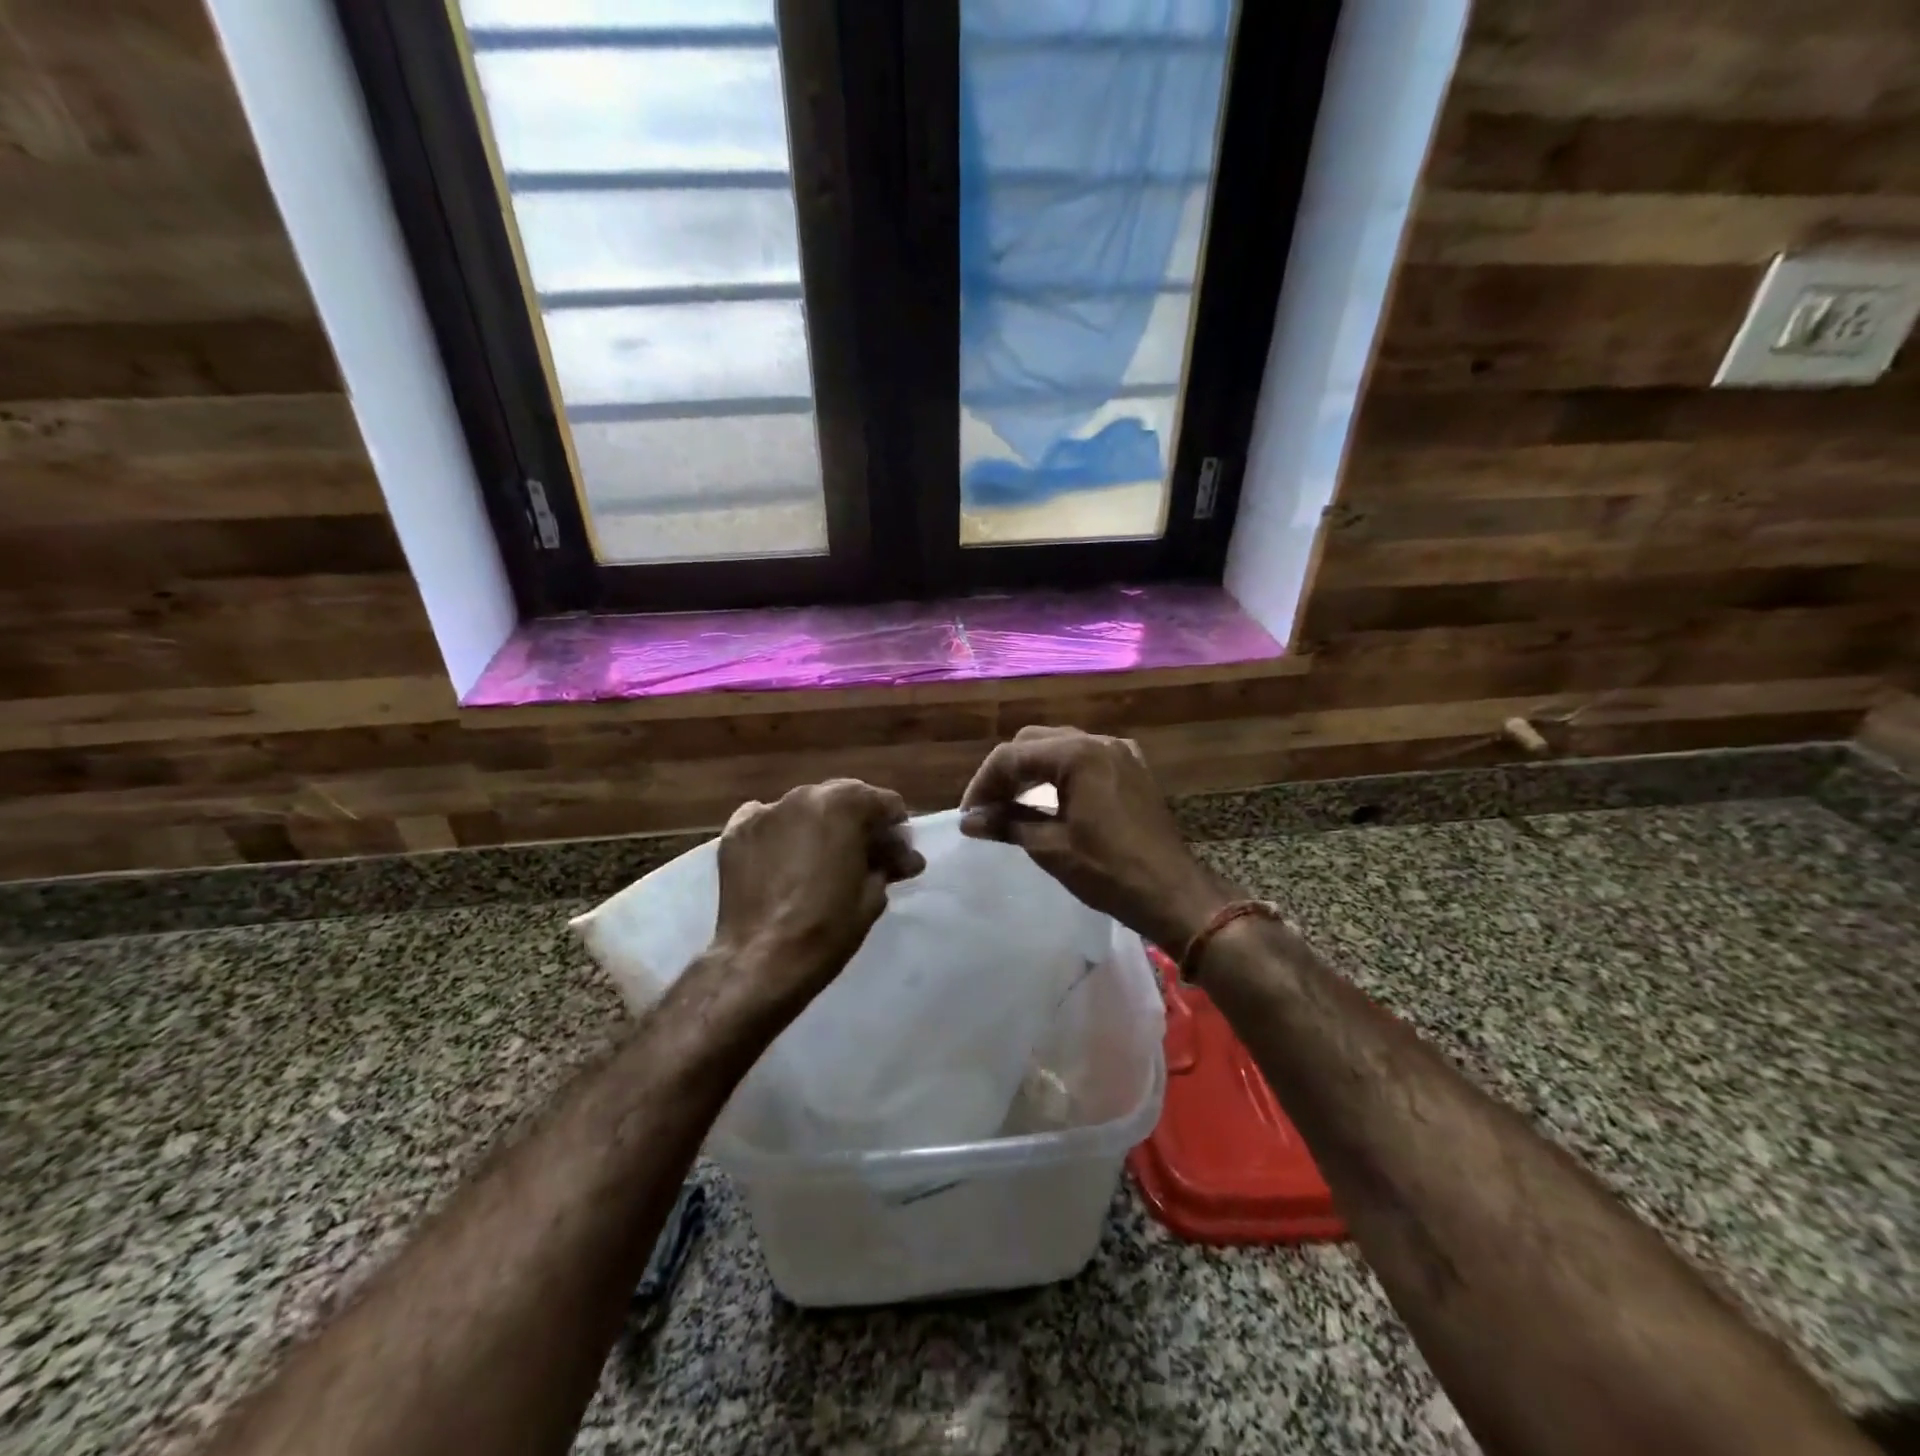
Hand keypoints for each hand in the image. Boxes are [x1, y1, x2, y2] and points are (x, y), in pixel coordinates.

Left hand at [709, 778, 925, 1019]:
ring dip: (820, 828)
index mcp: (845, 804)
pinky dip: (781, 835)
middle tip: (864, 858)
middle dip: (859, 824)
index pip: (885, 803)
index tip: (898, 857)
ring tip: (821, 862)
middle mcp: (804, 795)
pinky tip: (784, 862)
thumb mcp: (873, 895)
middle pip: (844, 799)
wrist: (762, 961)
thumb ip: (888, 864)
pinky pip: (768, 822)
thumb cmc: (828, 928)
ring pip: (806, 809)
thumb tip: (902, 858)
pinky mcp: (736, 831)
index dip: (896, 831)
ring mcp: (766, 811)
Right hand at [959, 726, 1230, 952]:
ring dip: (1031, 771)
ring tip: (1010, 804)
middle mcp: (1100, 742)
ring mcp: (1120, 753)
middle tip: (986, 807)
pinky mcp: (1132, 770)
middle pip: (1034, 743)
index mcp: (1078, 754)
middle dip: (1006, 772)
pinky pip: (1085, 759)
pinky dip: (1060, 773)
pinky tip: (1049, 799)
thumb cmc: (1109, 871)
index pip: (1013, 756)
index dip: (983, 783)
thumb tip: (969, 820)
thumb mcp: (1050, 848)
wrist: (1173, 894)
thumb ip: (1007, 824)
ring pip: (1060, 747)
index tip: (969, 814)